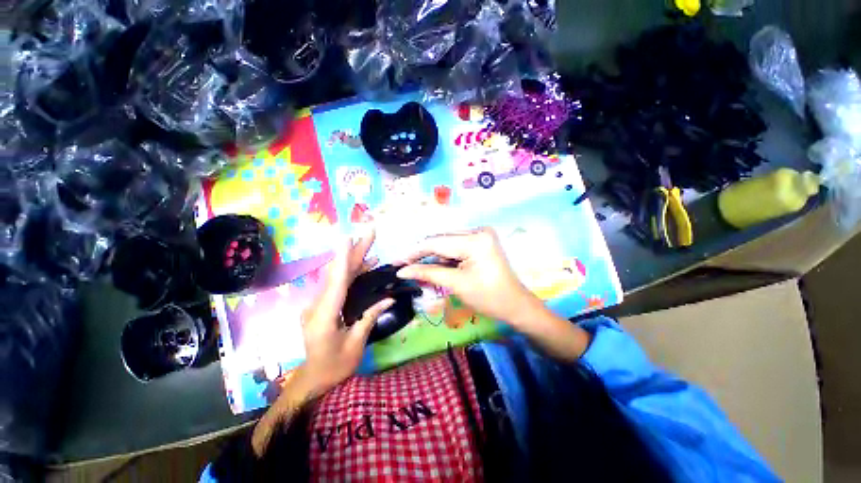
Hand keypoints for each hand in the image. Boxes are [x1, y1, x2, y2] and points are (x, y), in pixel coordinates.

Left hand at [299, 229, 392, 396]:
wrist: (314, 379)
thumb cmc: (335, 366)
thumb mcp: (355, 344)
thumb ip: (369, 317)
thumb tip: (389, 297)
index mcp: (324, 317)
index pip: (336, 283)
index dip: (344, 260)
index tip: (348, 239)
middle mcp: (317, 305)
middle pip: (337, 273)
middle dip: (353, 251)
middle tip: (368, 233)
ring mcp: (318, 304)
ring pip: (337, 275)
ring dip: (353, 258)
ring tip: (369, 244)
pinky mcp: (323, 304)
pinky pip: (338, 283)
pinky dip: (351, 272)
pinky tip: (365, 265)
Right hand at [395, 227, 538, 330]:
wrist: (515, 305)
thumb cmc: (488, 297)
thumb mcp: (456, 284)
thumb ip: (427, 273)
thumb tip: (402, 271)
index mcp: (475, 240)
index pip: (436, 242)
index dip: (413, 252)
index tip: (396, 261)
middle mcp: (478, 231)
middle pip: (441, 240)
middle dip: (421, 254)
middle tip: (403, 266)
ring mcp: (480, 234)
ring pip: (446, 242)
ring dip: (431, 255)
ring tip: (414, 267)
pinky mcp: (480, 241)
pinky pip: (455, 246)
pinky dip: (443, 256)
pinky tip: (432, 265)